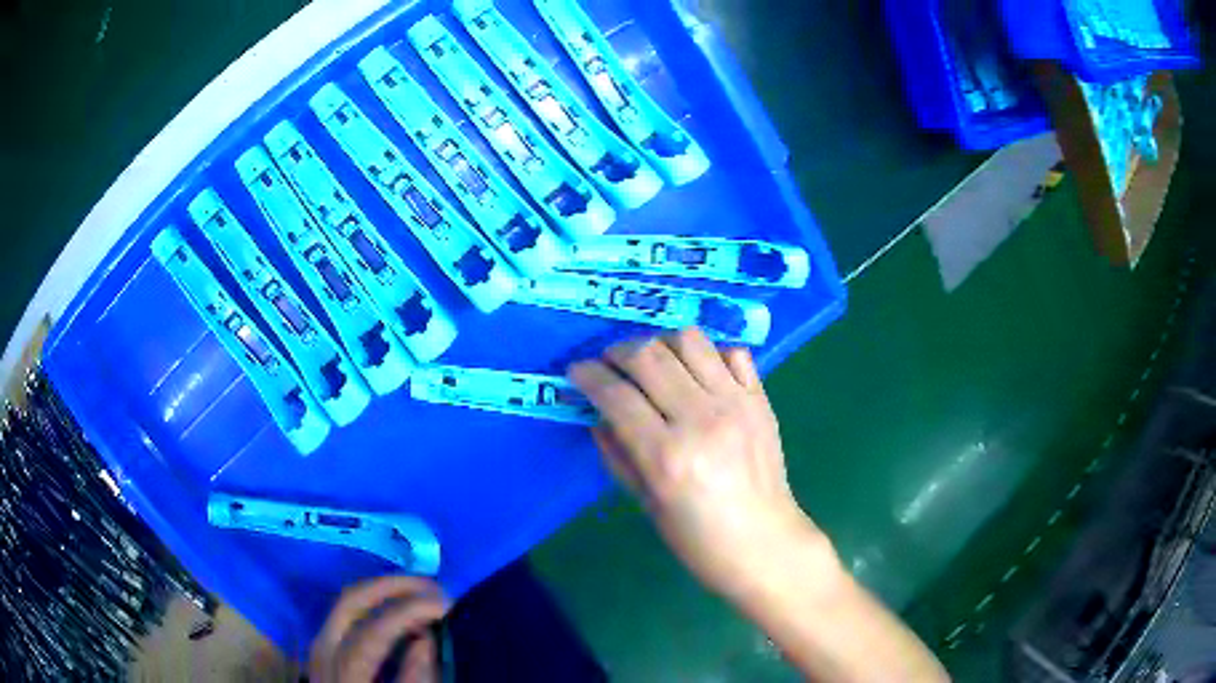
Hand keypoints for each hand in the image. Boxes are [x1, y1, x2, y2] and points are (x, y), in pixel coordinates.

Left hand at [310, 576, 446, 682]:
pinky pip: (344, 615)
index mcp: (344, 674)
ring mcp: (319, 648)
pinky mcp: (322, 651)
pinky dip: (371, 605)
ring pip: (344, 604)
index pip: (373, 631)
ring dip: (382, 592)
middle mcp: (323, 653)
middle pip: (350, 603)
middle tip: (432, 585)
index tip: (445, 604)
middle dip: (392, 586)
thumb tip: (425, 639)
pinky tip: (394, 610)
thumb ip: (415, 681)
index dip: (409, 611)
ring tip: (418, 592)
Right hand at [570, 328, 834, 598]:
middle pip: (648, 355)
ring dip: (660, 343)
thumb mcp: (645, 504)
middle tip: (608, 364)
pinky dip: (708, 354)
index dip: (588, 376)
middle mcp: (700, 419)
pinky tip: (697, 374)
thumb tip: (597, 415)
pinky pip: (732, 352)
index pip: (616, 394)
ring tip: (652, 362)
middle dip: (617, 351)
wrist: (764, 544)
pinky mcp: (761, 399)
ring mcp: (736, 404)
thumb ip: (617, 454)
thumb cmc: (698, 539)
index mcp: (666, 456)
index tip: (577, 372)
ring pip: (689, 340)